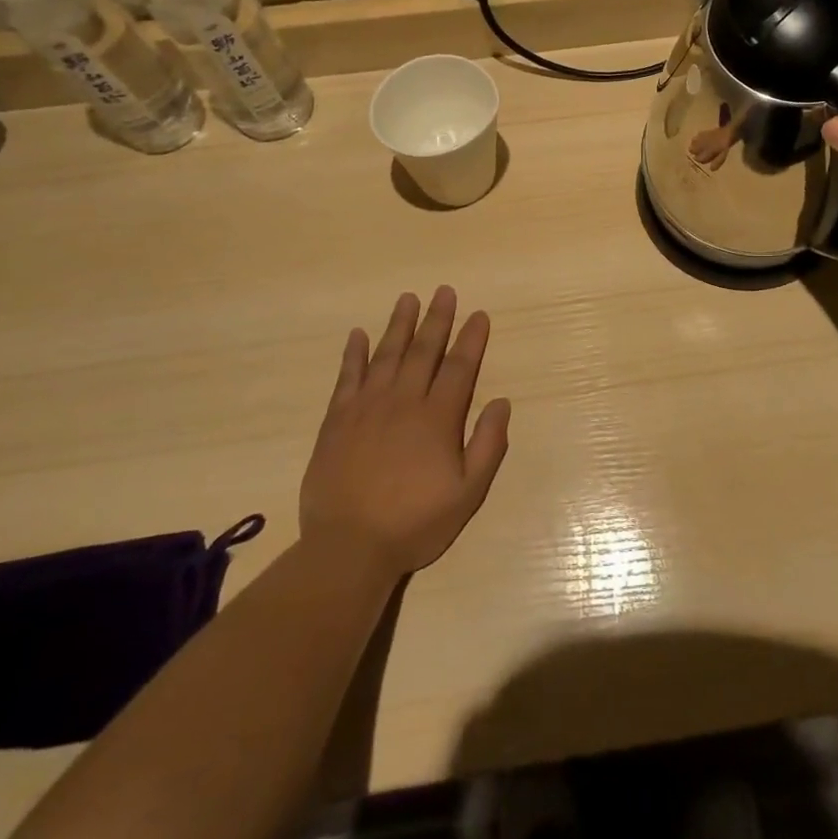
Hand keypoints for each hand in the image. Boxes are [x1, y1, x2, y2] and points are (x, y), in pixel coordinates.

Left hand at [300, 287, 510, 577]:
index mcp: (438, 418)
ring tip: (408, 298)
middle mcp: (404, 401)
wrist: (348, 547)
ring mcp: (367, 407)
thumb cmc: (415, 523)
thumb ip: (487, 445)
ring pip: (387, 355)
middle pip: (423, 351)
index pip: (460, 367)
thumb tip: (501, 402)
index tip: (478, 315)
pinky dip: (354, 354)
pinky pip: (347, 377)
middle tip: (444, 291)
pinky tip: (358, 334)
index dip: (471, 339)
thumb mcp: (467, 493)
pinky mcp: (337, 420)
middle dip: (437, 319)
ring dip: (399, 324)